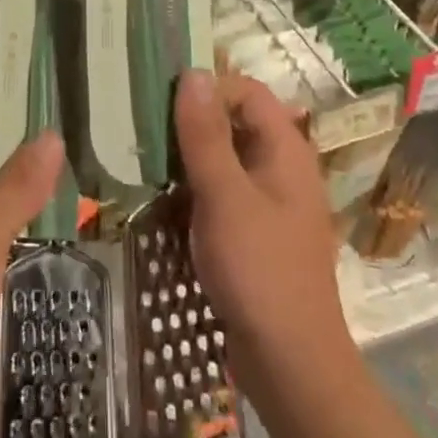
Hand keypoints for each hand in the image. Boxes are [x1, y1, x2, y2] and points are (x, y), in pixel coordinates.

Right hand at [173, 70, 354, 404]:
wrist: (291, 365)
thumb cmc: (260, 271)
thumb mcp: (224, 196)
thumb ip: (206, 135)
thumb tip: (193, 73)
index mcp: (285, 150)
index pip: (247, 91)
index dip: (208, 88)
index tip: (163, 102)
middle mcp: (282, 167)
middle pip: (235, 122)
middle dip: (191, 122)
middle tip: (145, 130)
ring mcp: (270, 202)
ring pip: (226, 159)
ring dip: (189, 157)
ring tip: (146, 163)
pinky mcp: (256, 232)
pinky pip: (224, 193)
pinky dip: (196, 189)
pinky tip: (165, 202)